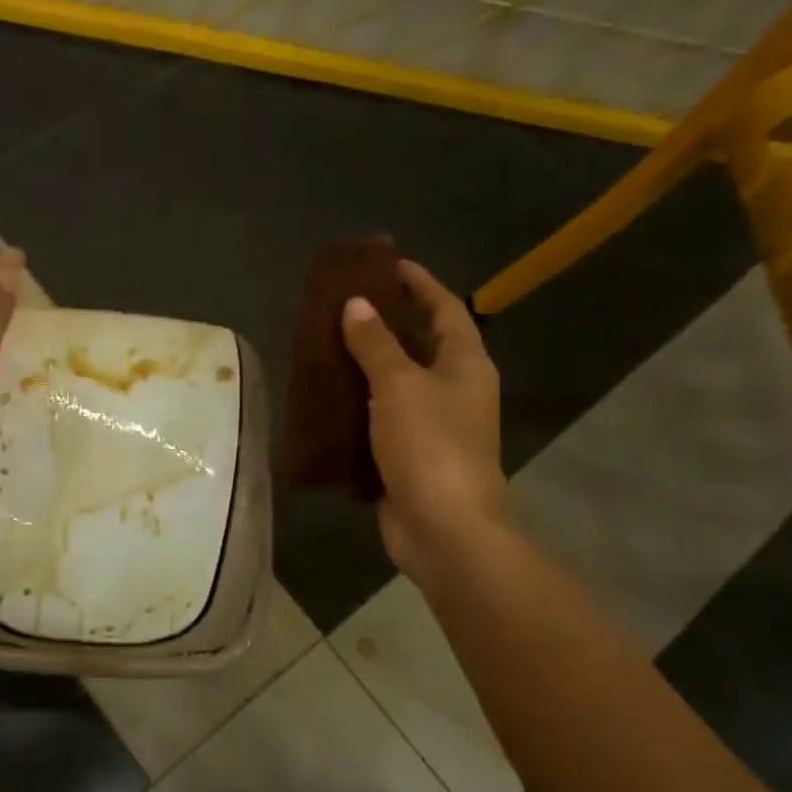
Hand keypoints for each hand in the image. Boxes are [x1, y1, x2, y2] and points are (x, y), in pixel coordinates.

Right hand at [342, 259, 508, 577]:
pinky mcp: (408, 454)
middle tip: (345, 304)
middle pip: (421, 343)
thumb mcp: (400, 385)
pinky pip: (380, 417)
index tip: (387, 264)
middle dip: (387, 322)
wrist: (444, 528)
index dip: (419, 283)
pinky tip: (326, 397)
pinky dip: (357, 404)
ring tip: (327, 344)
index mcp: (465, 364)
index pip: (445, 309)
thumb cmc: (430, 445)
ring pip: (396, 382)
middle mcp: (454, 389)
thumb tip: (355, 304)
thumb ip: (376, 343)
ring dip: (367, 364)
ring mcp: (432, 424)